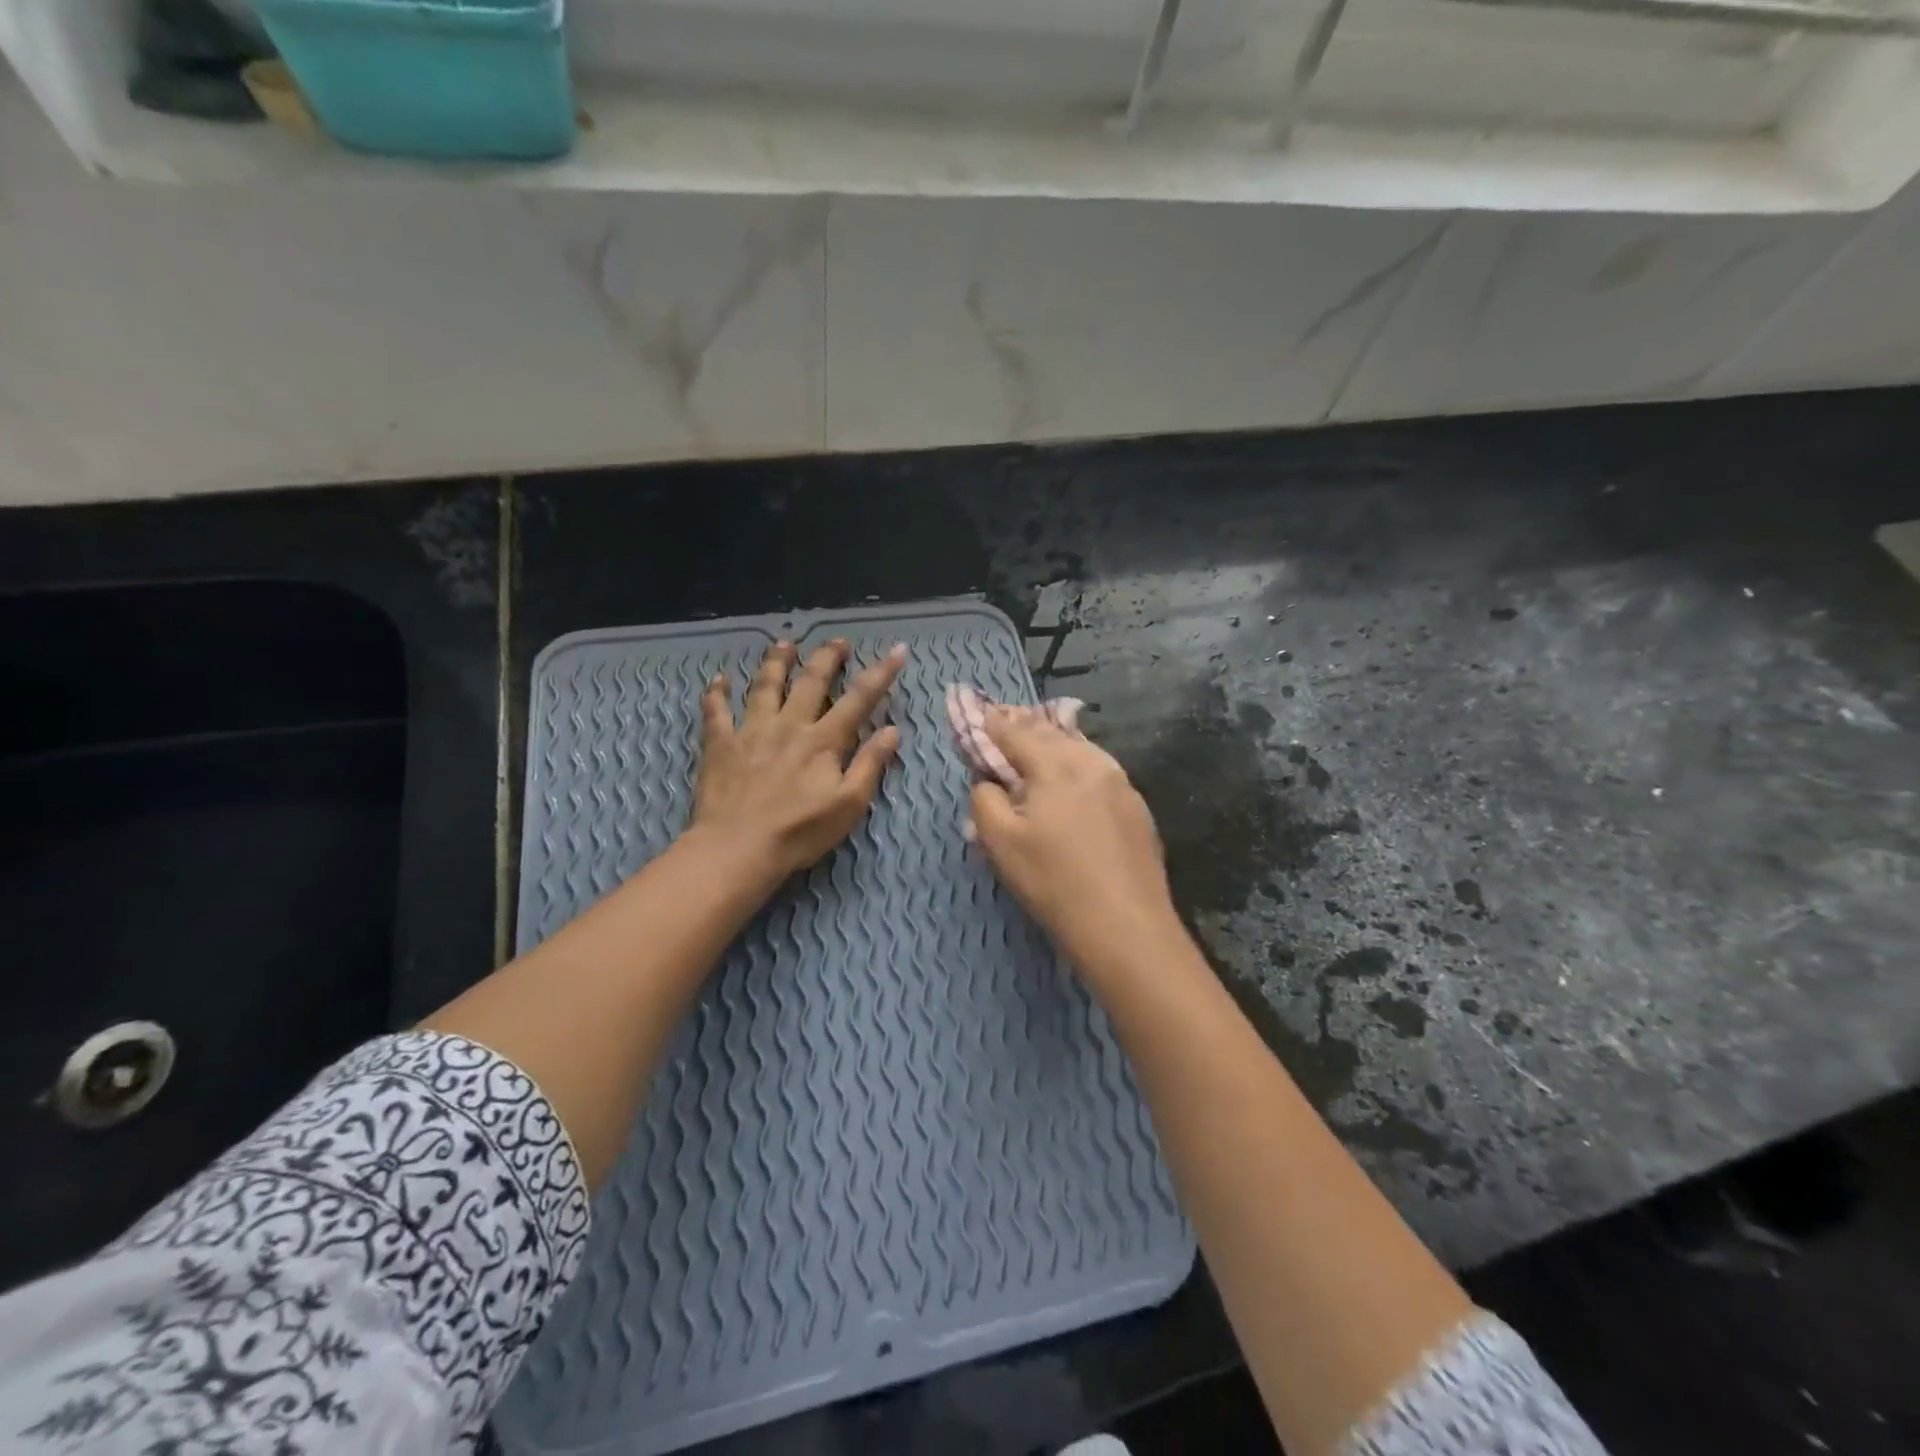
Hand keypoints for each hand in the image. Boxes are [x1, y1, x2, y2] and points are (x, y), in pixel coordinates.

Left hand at [690, 637, 905, 882]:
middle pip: (811, 681)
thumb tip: (892, 730)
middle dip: (827, 657)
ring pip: (765, 685)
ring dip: (777, 661)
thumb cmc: (800, 832)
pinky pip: (716, 711)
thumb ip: (870, 764)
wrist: (737, 848)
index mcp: (823, 740)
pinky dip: (717, 693)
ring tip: (785, 643)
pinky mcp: (720, 744)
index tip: (897, 650)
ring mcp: (751, 730)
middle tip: (838, 641)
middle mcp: (789, 725)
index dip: (881, 673)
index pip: (859, 699)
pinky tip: (719, 679)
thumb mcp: (848, 804)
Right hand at [968, 707, 1178, 970]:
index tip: (981, 714)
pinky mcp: (1137, 807)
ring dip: (1055, 742)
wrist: (1126, 924)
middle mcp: (1091, 763)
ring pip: (1081, 749)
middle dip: (1026, 725)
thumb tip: (988, 782)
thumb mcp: (1000, 843)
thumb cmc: (1054, 882)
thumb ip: (985, 801)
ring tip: (1040, 740)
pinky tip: (1076, 775)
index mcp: (1055, 766)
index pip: (1017, 734)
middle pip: (1052, 734)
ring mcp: (1120, 784)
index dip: (994, 723)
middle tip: (1008, 718)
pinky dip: (1079, 763)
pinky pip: (1100, 770)